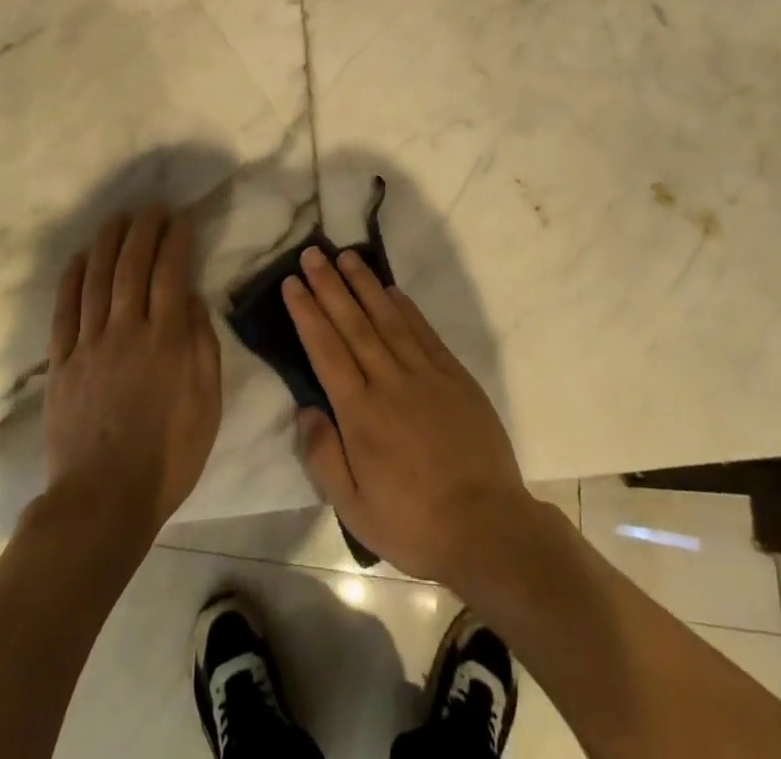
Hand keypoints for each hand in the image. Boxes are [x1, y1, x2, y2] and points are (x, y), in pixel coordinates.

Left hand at [45, 206, 221, 535]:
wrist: (103, 502)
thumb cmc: (168, 456)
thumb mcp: (207, 404)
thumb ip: (203, 346)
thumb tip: (193, 299)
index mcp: (166, 340)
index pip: (171, 273)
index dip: (175, 241)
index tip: (179, 219)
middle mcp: (126, 331)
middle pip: (131, 266)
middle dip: (142, 230)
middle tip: (150, 208)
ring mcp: (89, 345)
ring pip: (96, 280)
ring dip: (106, 243)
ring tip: (116, 218)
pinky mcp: (61, 365)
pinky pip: (64, 312)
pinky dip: (70, 280)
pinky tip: (77, 259)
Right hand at [282, 247, 537, 583]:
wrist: (488, 527)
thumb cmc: (414, 523)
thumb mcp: (355, 509)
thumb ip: (324, 457)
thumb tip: (304, 410)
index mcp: (361, 413)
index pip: (326, 349)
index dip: (307, 312)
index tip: (292, 283)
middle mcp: (389, 382)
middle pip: (353, 323)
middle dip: (329, 286)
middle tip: (312, 254)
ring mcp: (425, 374)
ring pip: (388, 318)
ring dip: (365, 285)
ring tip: (346, 256)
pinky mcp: (454, 375)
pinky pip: (423, 332)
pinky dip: (405, 307)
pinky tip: (391, 289)